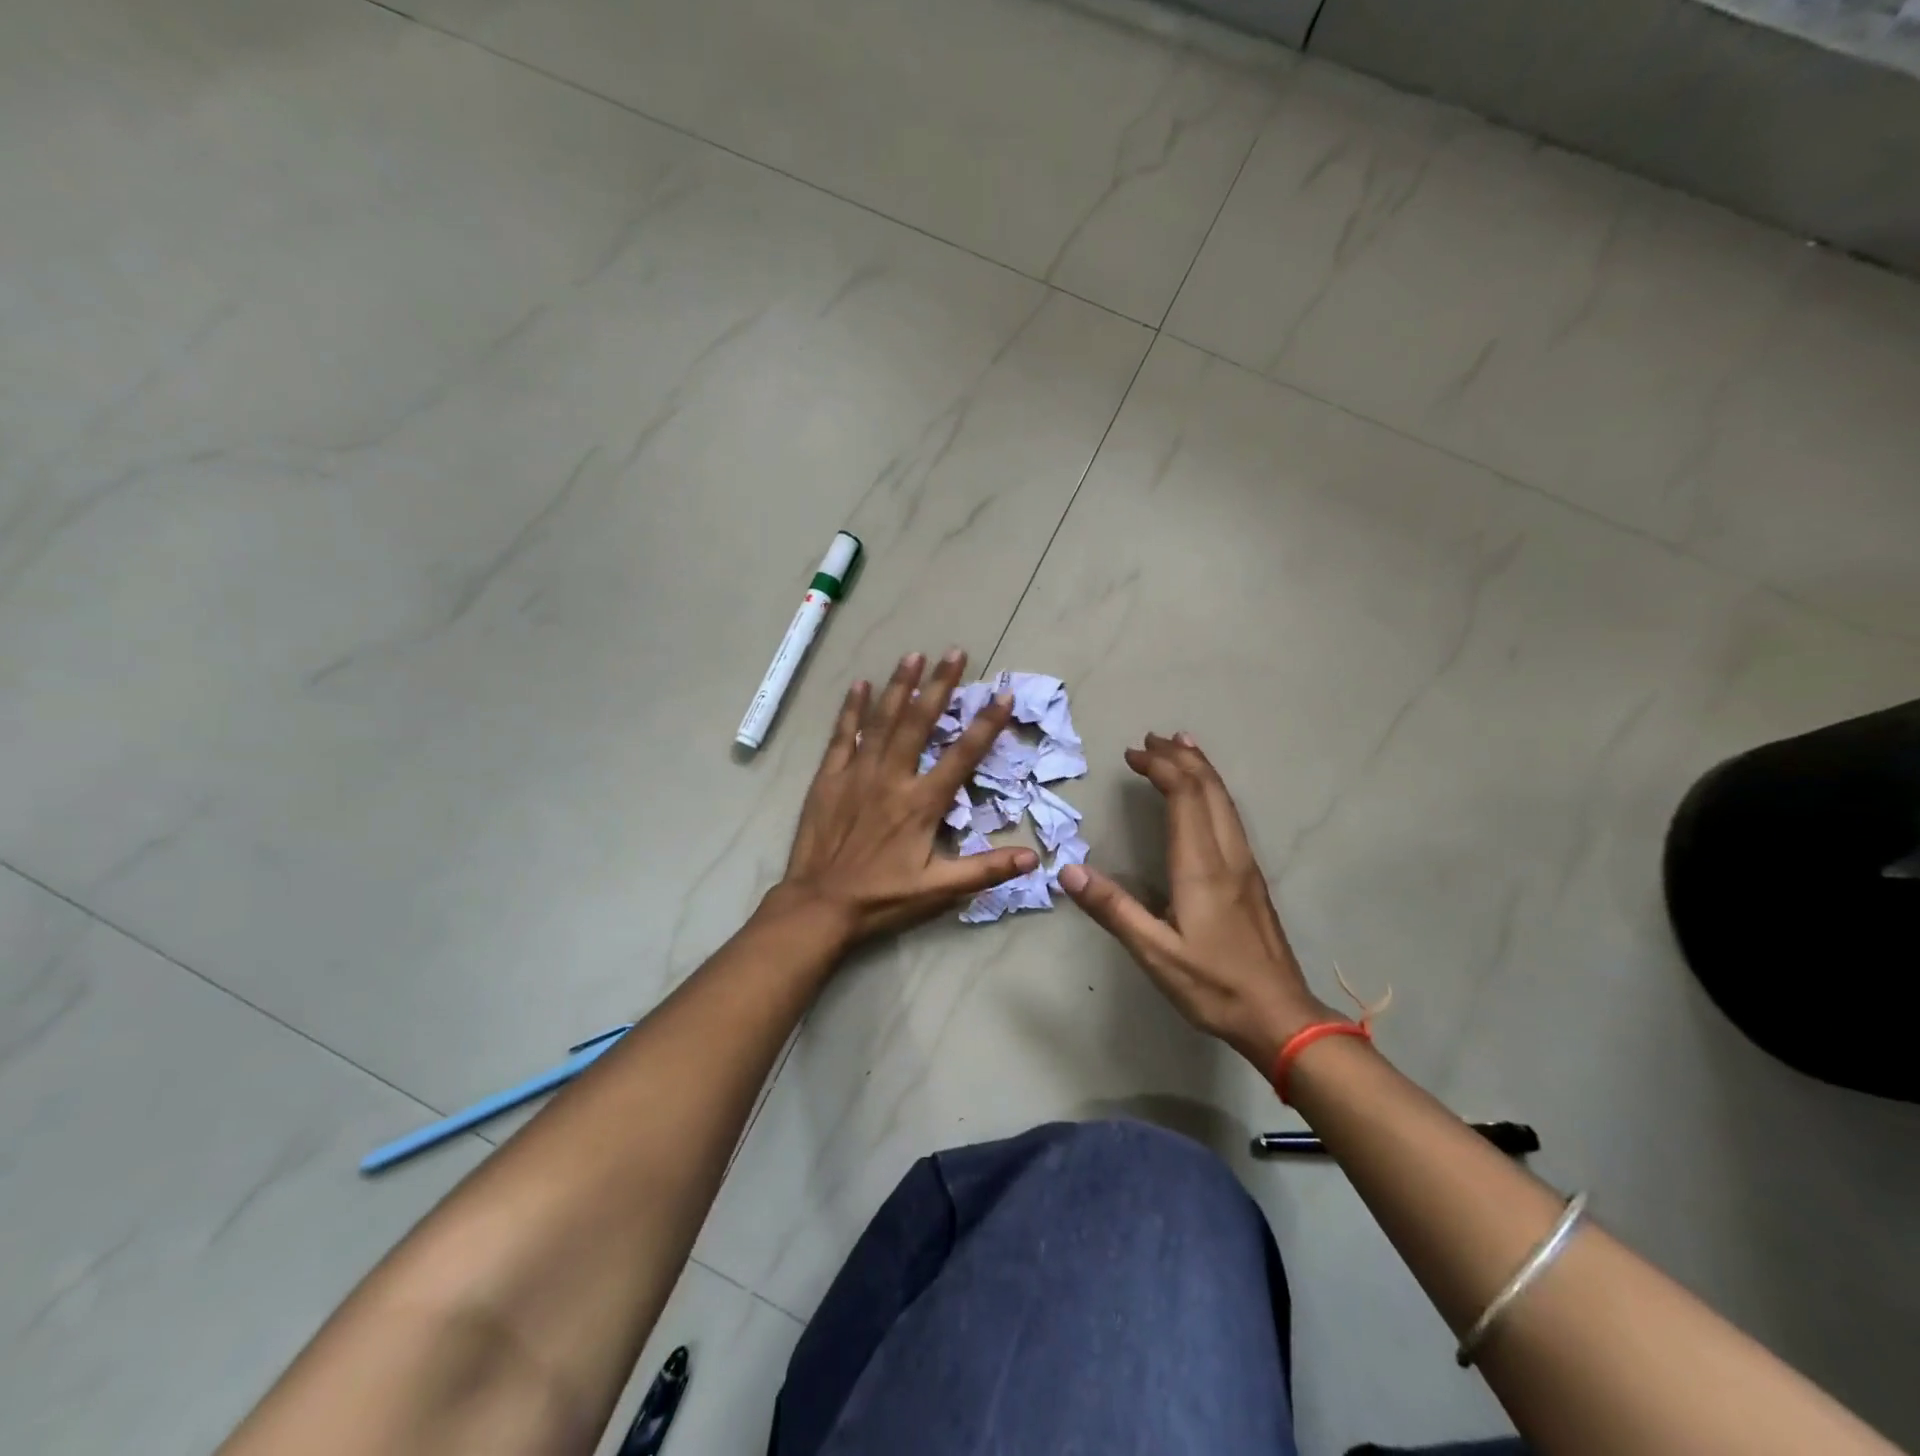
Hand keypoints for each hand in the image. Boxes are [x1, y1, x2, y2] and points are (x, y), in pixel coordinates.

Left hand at [772, 649, 1038, 942]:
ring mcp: (857, 774)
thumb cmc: (882, 898)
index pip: (962, 755)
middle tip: (955, 653)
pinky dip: (851, 709)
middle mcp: (892, 778)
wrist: (819, 905)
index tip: (1002, 695)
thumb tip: (1032, 859)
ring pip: (882, 720)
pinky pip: (842, 736)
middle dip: (939, 686)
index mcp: (921, 803)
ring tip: (914, 655)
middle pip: (919, 722)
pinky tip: (859, 685)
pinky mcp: (829, 778)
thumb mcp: (939, 890)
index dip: (986, 724)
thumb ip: (985, 870)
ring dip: (899, 686)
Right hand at [1058, 732, 1337, 1073]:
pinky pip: (1231, 816)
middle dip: (1181, 757)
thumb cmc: (1214, 985)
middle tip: (1151, 739)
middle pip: (1209, 788)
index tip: (1132, 754)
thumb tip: (1067, 870)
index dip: (1160, 767)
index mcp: (1202, 866)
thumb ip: (1112, 909)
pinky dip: (1213, 791)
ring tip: (1181, 746)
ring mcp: (1246, 866)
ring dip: (1201, 769)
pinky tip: (1206, 798)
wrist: (1281, 1016)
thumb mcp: (1154, 953)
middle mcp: (1228, 855)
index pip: (1185, 796)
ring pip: (1226, 800)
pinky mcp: (1252, 879)